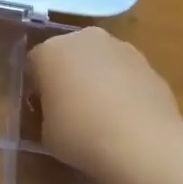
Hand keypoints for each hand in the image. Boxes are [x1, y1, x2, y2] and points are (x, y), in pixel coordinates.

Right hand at [27, 27, 182, 182]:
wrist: (144, 144)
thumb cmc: (82, 135)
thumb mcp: (45, 133)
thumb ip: (46, 113)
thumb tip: (56, 112)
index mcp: (50, 51)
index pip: (35, 63)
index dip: (38, 87)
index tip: (43, 110)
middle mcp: (84, 39)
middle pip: (68, 54)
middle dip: (67, 75)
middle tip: (70, 108)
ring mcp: (120, 47)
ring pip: (99, 60)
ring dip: (96, 78)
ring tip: (102, 115)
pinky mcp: (148, 62)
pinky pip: (124, 73)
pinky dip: (122, 87)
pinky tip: (126, 117)